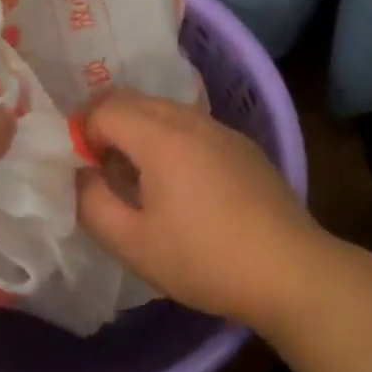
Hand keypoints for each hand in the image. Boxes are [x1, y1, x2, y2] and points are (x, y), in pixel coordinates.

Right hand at [76, 91, 329, 329]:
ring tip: (136, 176)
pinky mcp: (242, 145)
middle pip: (133, 99)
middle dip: (107, 123)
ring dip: (138, 129)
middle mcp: (190, 120)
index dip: (83, 134)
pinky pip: (191, 125)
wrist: (291, 271)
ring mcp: (221, 129)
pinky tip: (179, 182)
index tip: (84, 170)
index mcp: (160, 137)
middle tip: (100, 167)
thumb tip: (80, 174)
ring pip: (164, 109)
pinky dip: (169, 138)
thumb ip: (92, 204)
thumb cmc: (204, 260)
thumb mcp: (133, 244)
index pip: (104, 109)